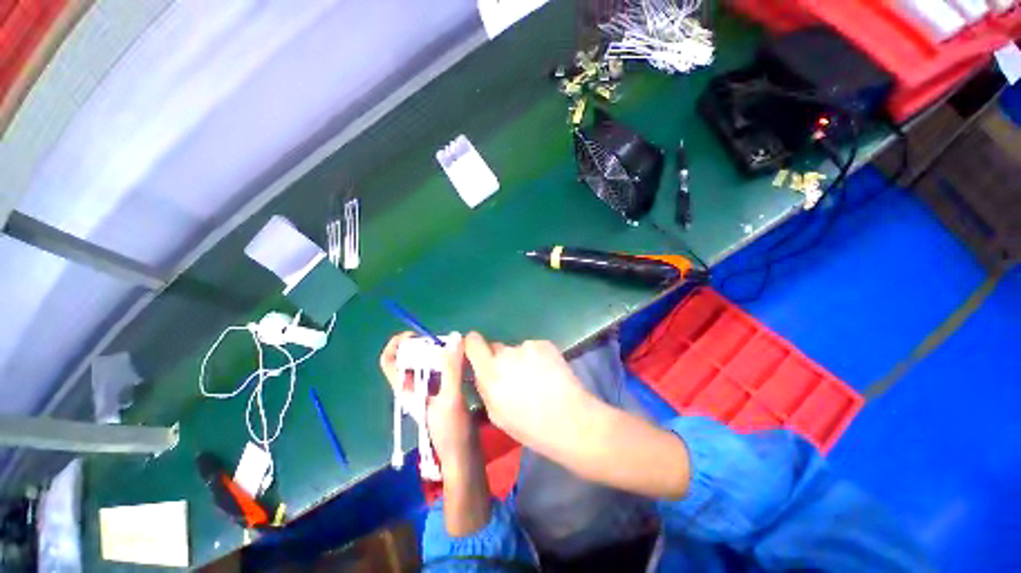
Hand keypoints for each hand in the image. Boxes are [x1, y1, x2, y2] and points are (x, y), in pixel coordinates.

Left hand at [379, 332, 475, 468]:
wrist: (464, 456)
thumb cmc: (452, 433)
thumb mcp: (451, 399)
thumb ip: (452, 369)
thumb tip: (455, 338)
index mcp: (406, 389)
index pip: (389, 361)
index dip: (397, 344)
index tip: (416, 335)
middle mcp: (414, 387)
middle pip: (411, 357)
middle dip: (426, 345)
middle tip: (447, 341)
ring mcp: (429, 389)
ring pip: (428, 362)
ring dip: (440, 352)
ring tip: (458, 348)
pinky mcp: (443, 391)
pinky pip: (443, 368)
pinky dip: (450, 360)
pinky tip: (464, 360)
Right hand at [465, 332, 690, 498]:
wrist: (571, 421)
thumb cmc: (530, 427)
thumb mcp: (497, 415)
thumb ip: (485, 388)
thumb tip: (481, 372)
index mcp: (490, 373)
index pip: (473, 342)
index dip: (473, 345)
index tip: (477, 353)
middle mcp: (507, 354)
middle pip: (496, 348)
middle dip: (500, 359)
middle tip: (514, 378)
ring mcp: (528, 346)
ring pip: (517, 350)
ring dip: (520, 360)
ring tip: (536, 380)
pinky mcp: (545, 344)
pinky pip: (533, 348)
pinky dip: (537, 358)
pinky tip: (548, 374)